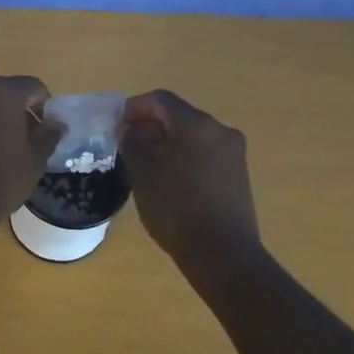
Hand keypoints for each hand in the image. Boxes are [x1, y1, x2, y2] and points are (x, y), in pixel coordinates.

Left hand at [0, 76, 58, 221]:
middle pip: (5, 92)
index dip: (44, 105)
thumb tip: (57, 123)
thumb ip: (49, 135)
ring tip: (3, 148)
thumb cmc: (1, 179)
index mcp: (3, 92)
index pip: (33, 86)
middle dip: (19, 110)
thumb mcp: (35, 160)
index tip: (46, 129)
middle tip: (27, 138)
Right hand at [121, 89, 260, 264]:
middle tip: (127, 143)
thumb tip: (130, 130)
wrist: (222, 253)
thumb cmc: (176, 207)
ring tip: (145, 163)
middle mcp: (220, 130)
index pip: (160, 100)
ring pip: (193, 135)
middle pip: (179, 116)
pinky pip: (205, 153)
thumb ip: (132, 143)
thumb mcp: (142, 173)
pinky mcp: (238, 174)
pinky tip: (169, 177)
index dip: (134, 107)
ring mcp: (233, 153)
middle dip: (151, 125)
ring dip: (167, 142)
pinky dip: (184, 156)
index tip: (116, 123)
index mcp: (196, 124)